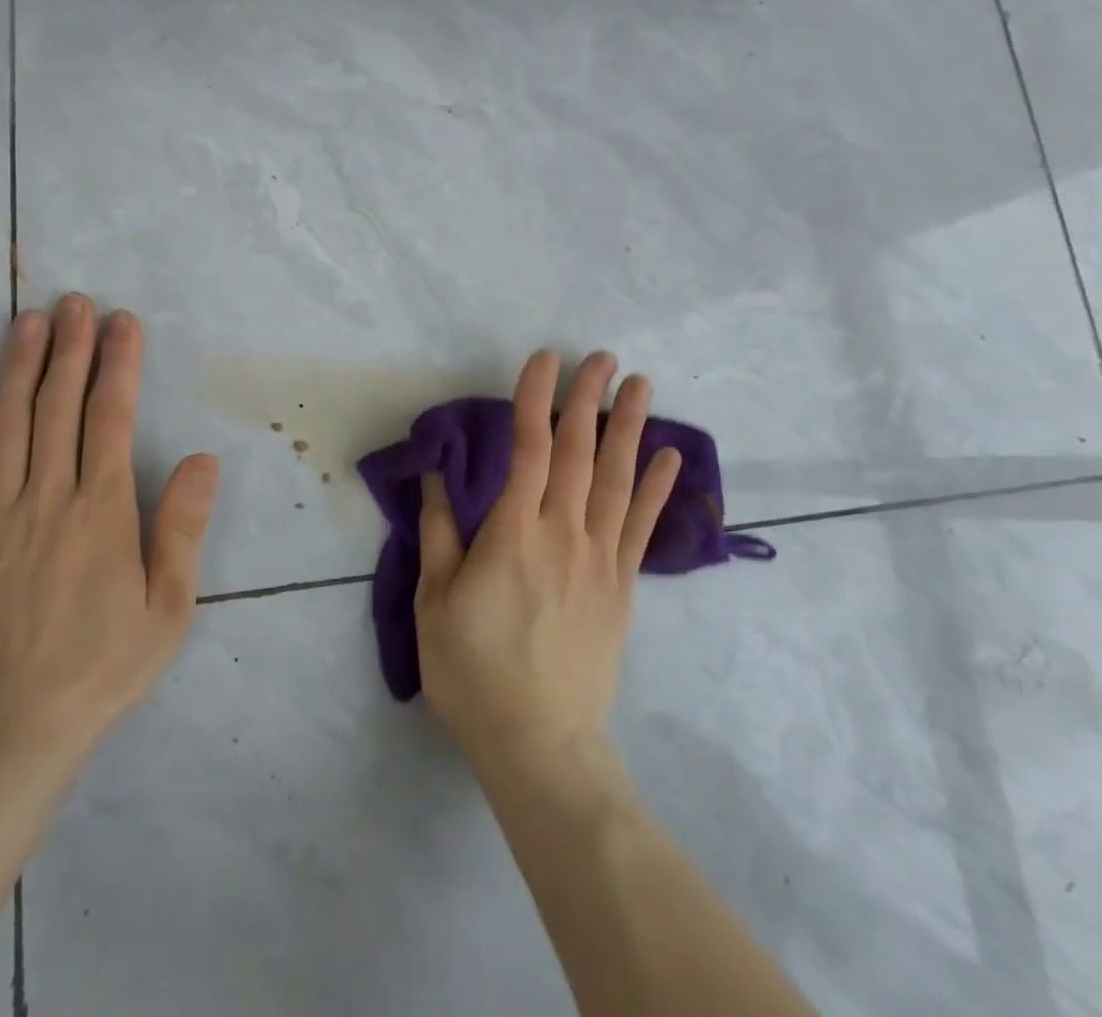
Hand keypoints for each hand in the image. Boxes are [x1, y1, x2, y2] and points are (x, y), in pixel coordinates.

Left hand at [0, 295, 219, 774]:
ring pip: (8, 426)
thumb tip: (201, 459)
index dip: (119, 364)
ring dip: (19, 368)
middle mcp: (48, 500)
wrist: (14, 732)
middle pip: (58, 408)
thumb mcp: (170, 607)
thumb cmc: (106, 667)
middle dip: (70, 349)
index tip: (123, 322)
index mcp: (102, 512)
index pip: (111, 418)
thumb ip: (182, 528)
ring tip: (27, 321)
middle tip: (74, 302)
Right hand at [413, 350, 679, 775]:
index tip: (545, 358)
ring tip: (641, 384)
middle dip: (588, 399)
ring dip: (629, 427)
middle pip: (578, 452)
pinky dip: (655, 487)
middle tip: (601, 356)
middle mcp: (563, 534)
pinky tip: (666, 455)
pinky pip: (641, 526)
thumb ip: (438, 532)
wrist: (540, 744)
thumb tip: (437, 476)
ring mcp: (600, 559)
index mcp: (513, 534)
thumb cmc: (473, 672)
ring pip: (617, 479)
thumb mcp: (435, 602)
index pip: (529, 449)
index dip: (536, 398)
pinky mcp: (622, 586)